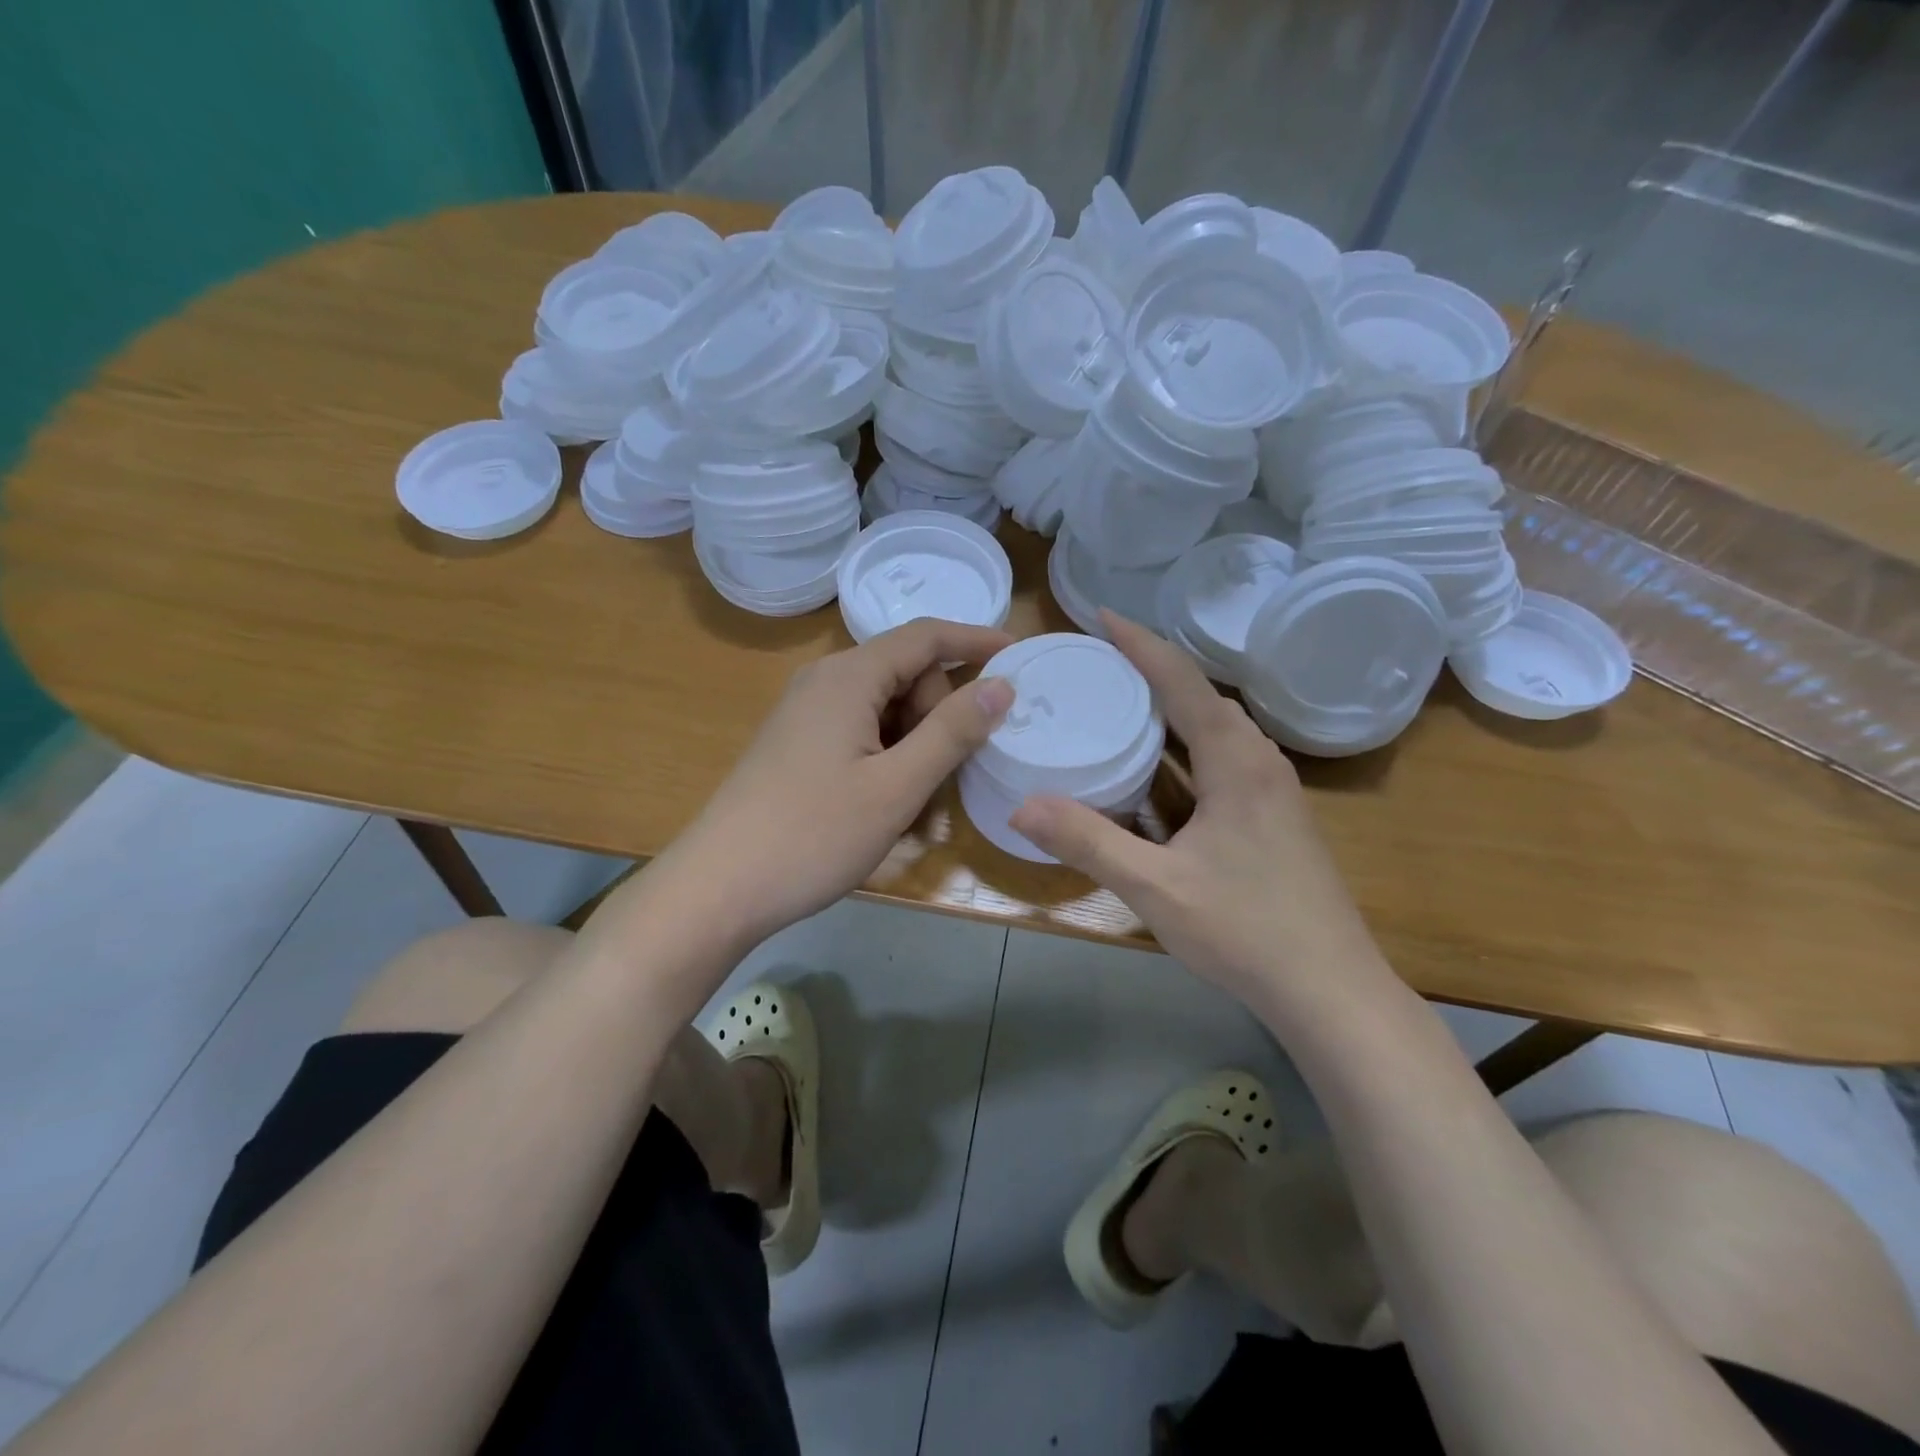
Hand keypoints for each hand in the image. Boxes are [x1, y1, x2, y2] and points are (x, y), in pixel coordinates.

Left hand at [673, 618, 1014, 947]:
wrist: (719, 887)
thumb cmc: (814, 834)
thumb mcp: (897, 786)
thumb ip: (952, 731)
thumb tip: (1000, 684)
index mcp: (848, 677)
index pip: (925, 636)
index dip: (974, 639)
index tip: (1019, 655)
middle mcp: (824, 681)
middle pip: (906, 673)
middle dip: (938, 713)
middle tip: (943, 775)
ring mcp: (806, 714)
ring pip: (885, 708)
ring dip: (914, 745)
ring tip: (912, 802)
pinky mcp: (798, 744)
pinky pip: (860, 732)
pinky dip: (887, 757)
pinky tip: (884, 804)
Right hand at [1009, 611, 1388, 1009]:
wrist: (1331, 990)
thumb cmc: (1245, 930)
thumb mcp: (1156, 887)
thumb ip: (1088, 842)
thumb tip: (1021, 805)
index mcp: (1237, 761)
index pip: (1182, 681)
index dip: (1141, 644)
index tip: (1101, 615)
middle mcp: (1260, 761)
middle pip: (1202, 697)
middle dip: (1152, 670)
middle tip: (1098, 661)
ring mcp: (1273, 790)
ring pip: (1216, 729)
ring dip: (1171, 708)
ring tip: (1121, 701)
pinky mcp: (1274, 817)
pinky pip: (1223, 759)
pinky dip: (1185, 746)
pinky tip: (1159, 768)